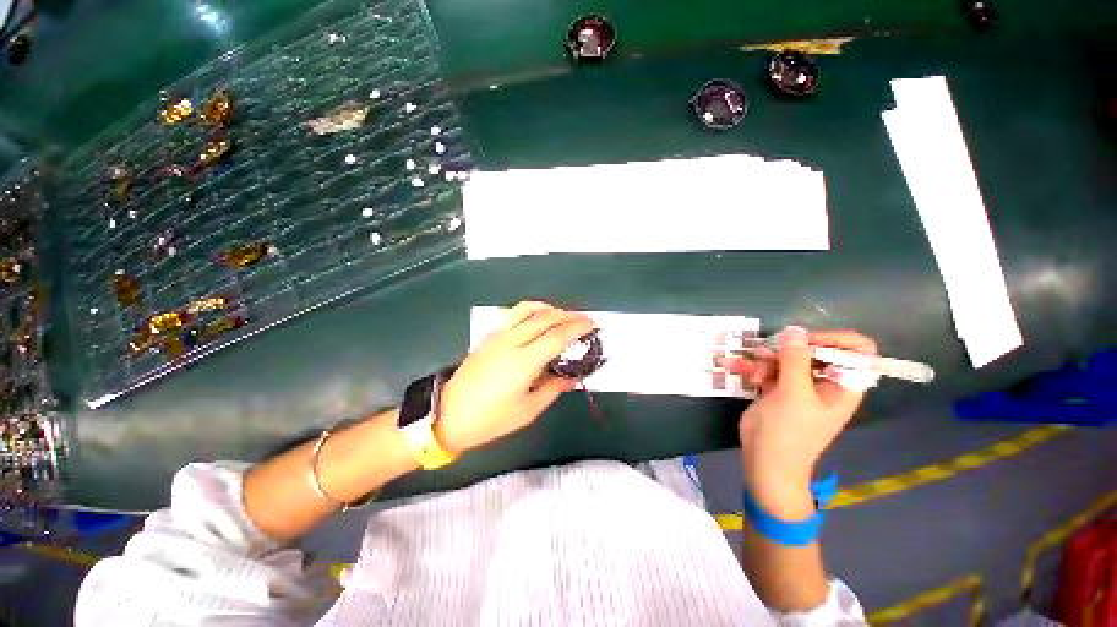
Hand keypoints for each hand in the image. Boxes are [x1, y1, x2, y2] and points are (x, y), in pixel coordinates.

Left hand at [435, 302, 594, 453]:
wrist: (447, 415)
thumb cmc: (490, 419)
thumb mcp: (527, 410)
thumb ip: (553, 389)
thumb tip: (571, 378)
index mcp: (524, 362)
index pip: (558, 336)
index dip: (578, 328)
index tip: (592, 324)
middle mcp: (512, 342)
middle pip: (545, 318)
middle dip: (568, 315)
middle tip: (584, 319)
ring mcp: (498, 336)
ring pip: (527, 310)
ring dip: (549, 308)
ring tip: (563, 315)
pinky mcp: (489, 337)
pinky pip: (513, 314)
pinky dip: (530, 310)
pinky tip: (537, 318)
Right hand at [722, 327, 876, 517]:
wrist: (765, 461)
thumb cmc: (789, 432)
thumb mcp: (794, 394)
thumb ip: (795, 359)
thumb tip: (795, 329)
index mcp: (842, 385)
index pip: (856, 350)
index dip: (834, 340)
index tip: (805, 341)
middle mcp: (824, 382)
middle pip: (814, 349)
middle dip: (788, 350)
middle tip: (769, 355)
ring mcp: (798, 385)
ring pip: (785, 357)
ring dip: (765, 360)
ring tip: (754, 374)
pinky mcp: (777, 388)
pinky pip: (767, 368)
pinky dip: (751, 367)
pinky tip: (733, 367)